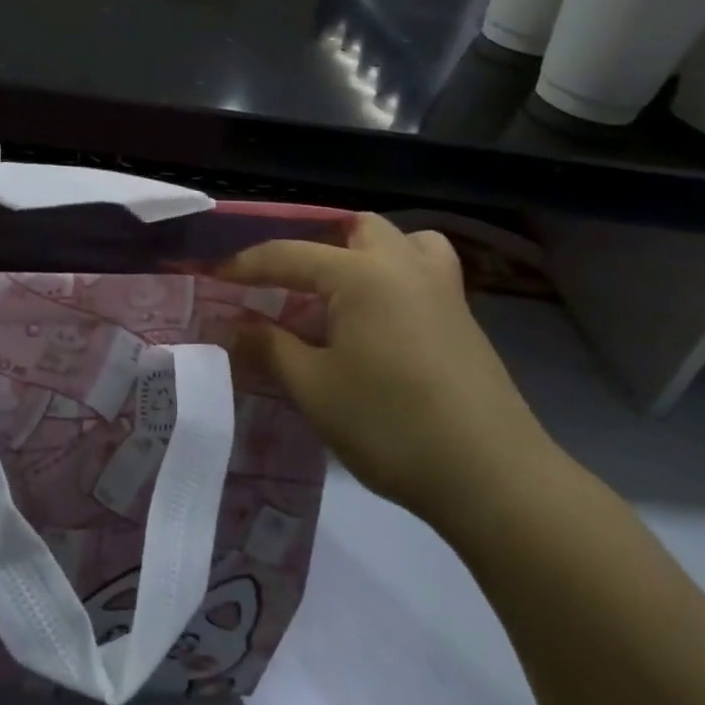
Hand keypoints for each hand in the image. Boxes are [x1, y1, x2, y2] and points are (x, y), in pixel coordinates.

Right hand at [219, 214, 560, 524]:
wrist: (492, 478)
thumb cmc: (391, 425)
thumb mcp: (313, 388)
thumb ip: (267, 346)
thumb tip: (228, 324)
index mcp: (362, 275)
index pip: (289, 254)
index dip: (245, 265)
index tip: (211, 276)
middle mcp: (404, 266)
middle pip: (355, 227)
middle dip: (313, 243)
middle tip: (284, 281)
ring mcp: (442, 290)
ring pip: (401, 241)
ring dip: (364, 251)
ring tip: (339, 287)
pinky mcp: (464, 319)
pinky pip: (424, 271)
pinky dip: (396, 275)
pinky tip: (381, 318)